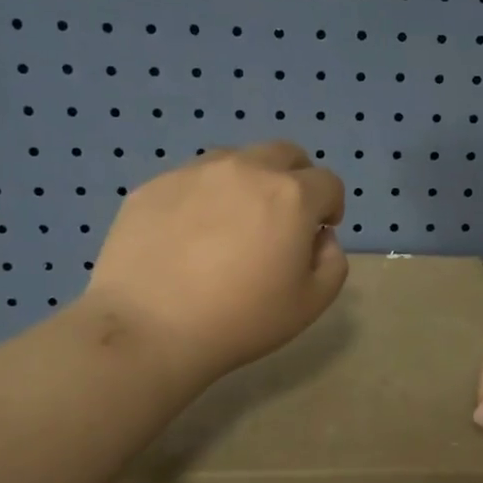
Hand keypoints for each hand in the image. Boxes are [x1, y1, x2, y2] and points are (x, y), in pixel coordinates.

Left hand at [81, 141, 347, 385]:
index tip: (318, 233)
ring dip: (249, 181)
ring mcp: (195, 172)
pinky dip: (203, 197)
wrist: (149, 329)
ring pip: (236, 159)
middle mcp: (245, 169)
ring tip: (233, 223)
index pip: (328, 182)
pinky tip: (189, 237)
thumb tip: (320, 237)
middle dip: (296, 178)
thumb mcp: (311, 303)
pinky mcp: (154, 185)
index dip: (331, 207)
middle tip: (284, 217)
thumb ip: (333, 261)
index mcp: (290, 195)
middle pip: (285, 154)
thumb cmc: (241, 320)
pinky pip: (191, 180)